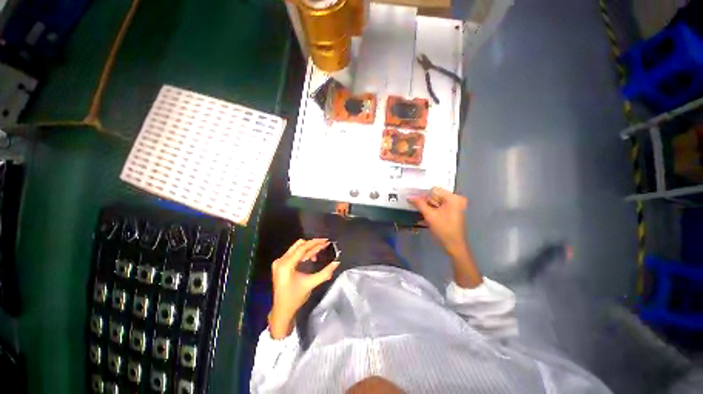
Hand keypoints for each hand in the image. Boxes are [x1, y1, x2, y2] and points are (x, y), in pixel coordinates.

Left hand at [269, 238, 340, 338]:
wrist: (281, 311)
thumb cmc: (295, 298)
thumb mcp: (311, 284)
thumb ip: (325, 272)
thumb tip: (337, 263)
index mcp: (286, 265)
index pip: (302, 248)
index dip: (315, 243)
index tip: (326, 241)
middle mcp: (281, 260)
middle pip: (299, 245)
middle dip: (313, 244)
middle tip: (325, 244)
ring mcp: (279, 262)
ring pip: (297, 249)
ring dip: (309, 249)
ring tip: (320, 251)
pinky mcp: (281, 265)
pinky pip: (294, 254)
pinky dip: (304, 254)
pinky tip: (312, 257)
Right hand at [408, 187, 467, 255]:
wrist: (454, 245)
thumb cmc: (443, 229)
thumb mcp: (429, 215)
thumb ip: (419, 204)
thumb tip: (409, 196)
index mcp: (453, 198)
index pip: (434, 190)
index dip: (423, 193)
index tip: (413, 197)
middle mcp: (456, 199)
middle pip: (436, 195)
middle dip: (425, 200)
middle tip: (413, 203)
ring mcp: (455, 206)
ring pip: (437, 201)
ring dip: (427, 205)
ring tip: (417, 208)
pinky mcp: (452, 211)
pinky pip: (439, 206)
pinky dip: (432, 209)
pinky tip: (424, 213)